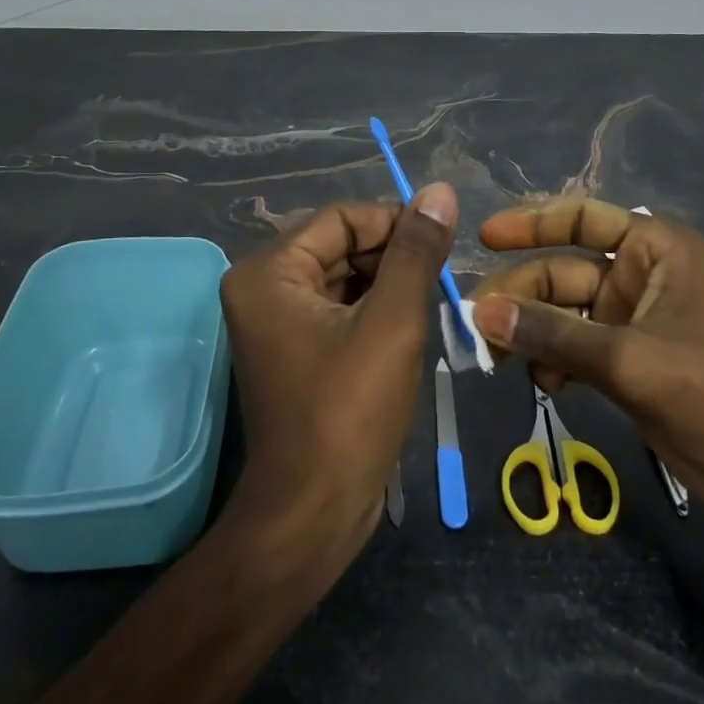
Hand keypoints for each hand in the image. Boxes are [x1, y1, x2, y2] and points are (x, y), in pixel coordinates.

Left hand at [217, 184, 456, 574]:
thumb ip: (415, 251)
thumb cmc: (349, 412)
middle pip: (339, 245)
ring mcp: (275, 322)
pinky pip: (338, 309)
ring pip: (343, 277)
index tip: (441, 240)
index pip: (341, 217)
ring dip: (389, 283)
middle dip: (392, 256)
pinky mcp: (294, 350)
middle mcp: (262, 288)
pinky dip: (375, 310)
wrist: (313, 511)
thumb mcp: (392, 322)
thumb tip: (439, 191)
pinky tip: (409, 327)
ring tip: (431, 302)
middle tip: (441, 277)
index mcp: (268, 272)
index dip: (393, 222)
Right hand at [469, 198, 703, 570]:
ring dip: (529, 332)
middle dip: (521, 295)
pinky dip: (550, 359)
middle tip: (477, 325)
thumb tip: (480, 313)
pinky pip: (570, 345)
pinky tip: (542, 382)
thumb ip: (552, 334)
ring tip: (499, 359)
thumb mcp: (629, 360)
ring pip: (561, 312)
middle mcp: (640, 275)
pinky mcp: (624, 360)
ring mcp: (630, 319)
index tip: (485, 237)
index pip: (584, 218)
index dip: (531, 222)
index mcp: (656, 250)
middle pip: (563, 270)